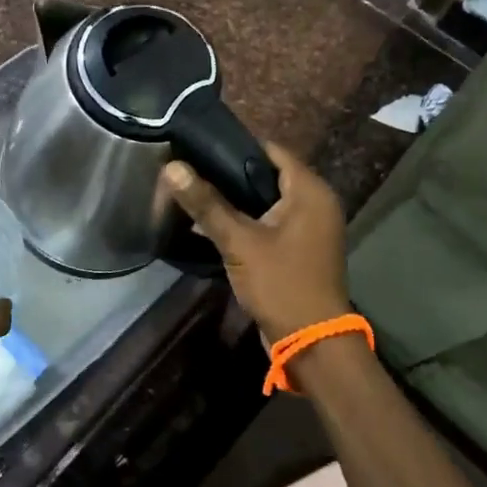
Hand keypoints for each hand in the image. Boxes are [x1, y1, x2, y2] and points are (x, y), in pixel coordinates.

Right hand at [161, 142, 350, 346]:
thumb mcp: (240, 242)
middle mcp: (315, 203)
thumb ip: (207, 204)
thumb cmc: (281, 283)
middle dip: (229, 174)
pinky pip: (269, 223)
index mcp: (310, 191)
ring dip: (234, 200)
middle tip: (189, 169)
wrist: (310, 342)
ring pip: (265, 201)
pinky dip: (245, 221)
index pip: (271, 150)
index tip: (198, 145)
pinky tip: (210, 224)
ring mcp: (308, 228)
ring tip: (193, 193)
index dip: (235, 145)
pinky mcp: (298, 249)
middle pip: (266, 175)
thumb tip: (172, 167)